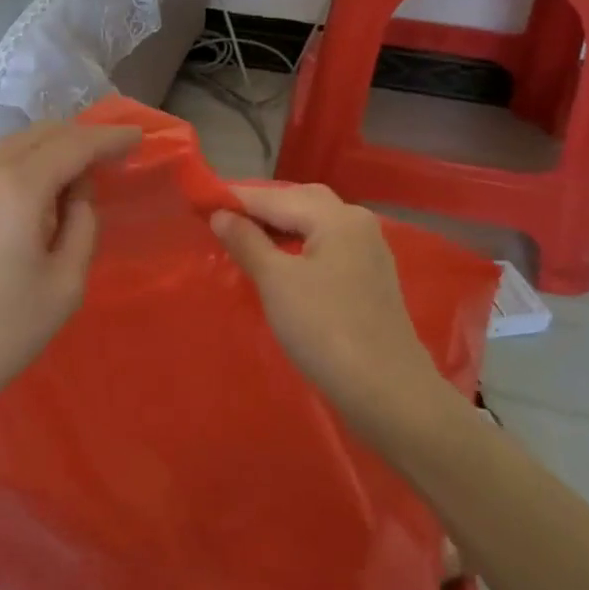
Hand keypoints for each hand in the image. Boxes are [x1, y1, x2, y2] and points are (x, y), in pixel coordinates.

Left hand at [0, 120, 140, 427]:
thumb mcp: (64, 285)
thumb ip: (81, 226)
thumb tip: (77, 195)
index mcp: (18, 186)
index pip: (74, 144)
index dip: (109, 138)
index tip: (137, 137)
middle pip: (40, 134)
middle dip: (79, 136)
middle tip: (110, 153)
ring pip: (11, 145)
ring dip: (48, 148)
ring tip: (76, 171)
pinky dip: (21, 164)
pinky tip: (33, 191)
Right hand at [209, 183, 434, 420]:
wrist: (387, 392)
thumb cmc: (325, 330)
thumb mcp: (276, 282)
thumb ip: (246, 241)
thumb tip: (220, 214)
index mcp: (336, 216)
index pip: (274, 197)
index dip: (235, 200)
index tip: (200, 203)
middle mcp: (357, 222)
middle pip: (299, 202)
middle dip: (260, 208)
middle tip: (222, 221)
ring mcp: (368, 250)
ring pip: (315, 224)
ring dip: (279, 227)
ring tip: (244, 240)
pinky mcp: (370, 277)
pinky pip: (326, 246)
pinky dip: (299, 245)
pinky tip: (280, 263)